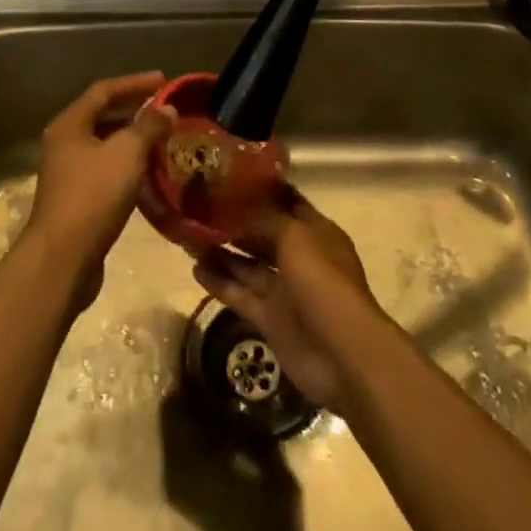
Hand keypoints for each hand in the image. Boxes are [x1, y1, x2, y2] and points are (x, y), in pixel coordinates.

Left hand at [24, 72, 172, 287]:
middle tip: (165, 110)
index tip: (163, 80)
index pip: (104, 91)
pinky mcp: (77, 200)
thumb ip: (149, 127)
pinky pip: (106, 171)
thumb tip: (167, 108)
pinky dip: (128, 166)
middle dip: (134, 110)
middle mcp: (64, 143)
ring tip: (163, 140)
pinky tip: (149, 175)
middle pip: (102, 116)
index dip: (134, 83)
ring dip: (133, 140)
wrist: (62, 259)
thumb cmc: (93, 196)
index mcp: (70, 125)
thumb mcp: (126, 154)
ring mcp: (68, 173)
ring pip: (105, 146)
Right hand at [192, 189, 379, 414]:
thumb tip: (239, 208)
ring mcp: (285, 291)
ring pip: (247, 265)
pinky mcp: (270, 320)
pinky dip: (219, 282)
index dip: (261, 190)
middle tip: (199, 206)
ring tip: (188, 235)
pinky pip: (240, 295)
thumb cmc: (322, 281)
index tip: (229, 176)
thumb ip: (265, 220)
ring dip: (221, 251)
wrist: (342, 354)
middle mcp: (299, 258)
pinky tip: (195, 268)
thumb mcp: (294, 236)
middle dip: (235, 222)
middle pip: (262, 234)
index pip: (286, 203)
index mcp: (315, 233)